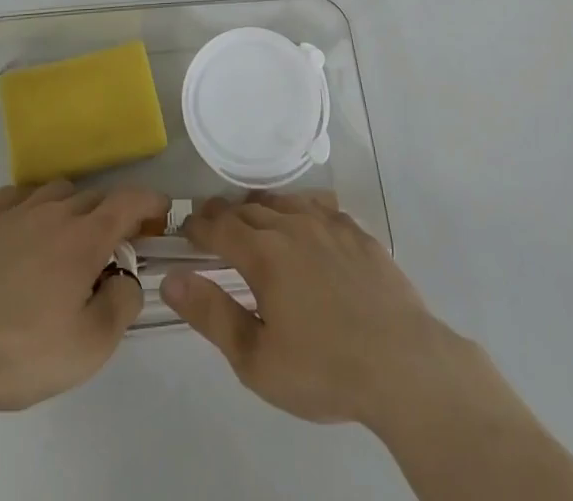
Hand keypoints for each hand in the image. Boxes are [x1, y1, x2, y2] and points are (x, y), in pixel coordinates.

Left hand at [0, 181, 167, 415]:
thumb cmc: (20, 353)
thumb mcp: (88, 348)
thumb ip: (121, 305)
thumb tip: (128, 278)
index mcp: (84, 238)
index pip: (129, 201)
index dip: (151, 202)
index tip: (162, 213)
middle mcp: (53, 212)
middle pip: (94, 197)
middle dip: (112, 214)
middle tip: (113, 247)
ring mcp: (13, 212)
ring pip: (55, 192)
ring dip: (72, 208)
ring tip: (66, 241)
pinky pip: (16, 197)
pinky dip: (31, 208)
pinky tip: (23, 233)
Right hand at [160, 191, 477, 429]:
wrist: (401, 363)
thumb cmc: (323, 369)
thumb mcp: (256, 360)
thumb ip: (211, 314)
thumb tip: (171, 279)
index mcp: (263, 254)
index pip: (219, 226)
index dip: (198, 225)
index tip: (185, 229)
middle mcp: (292, 225)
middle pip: (248, 208)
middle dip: (224, 214)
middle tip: (212, 225)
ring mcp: (328, 224)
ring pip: (283, 202)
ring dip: (260, 207)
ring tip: (251, 219)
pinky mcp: (357, 231)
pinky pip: (318, 206)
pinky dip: (299, 209)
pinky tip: (302, 223)